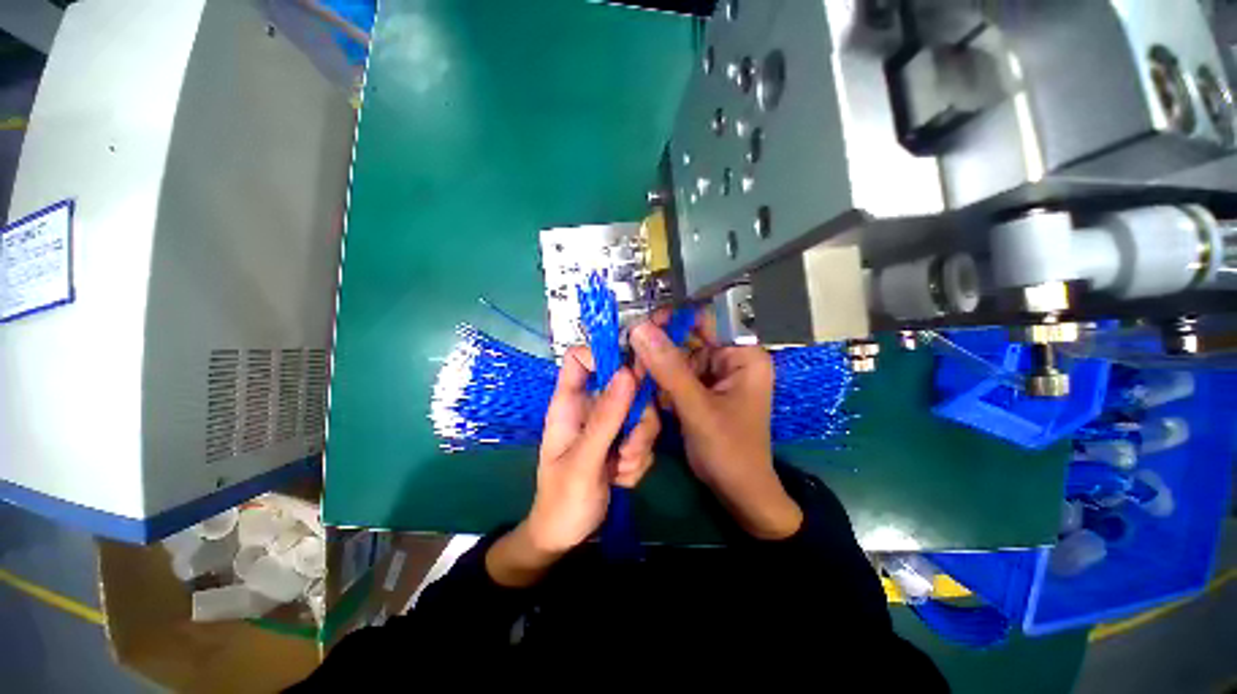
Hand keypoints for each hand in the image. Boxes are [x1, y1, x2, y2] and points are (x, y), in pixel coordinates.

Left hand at [486, 347, 659, 586]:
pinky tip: (622, 478)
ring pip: (642, 413)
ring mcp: (610, 423)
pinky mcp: (625, 440)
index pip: (580, 358)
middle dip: (637, 417)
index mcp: (570, 403)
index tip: (628, 375)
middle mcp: (592, 406)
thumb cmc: (563, 499)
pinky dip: (640, 459)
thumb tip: (627, 372)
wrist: (568, 537)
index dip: (603, 357)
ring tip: (622, 469)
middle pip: (626, 385)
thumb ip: (606, 418)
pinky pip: (646, 436)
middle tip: (630, 447)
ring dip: (639, 444)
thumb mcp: (584, 460)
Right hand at [631, 318, 801, 539]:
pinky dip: (659, 380)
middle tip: (630, 353)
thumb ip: (669, 369)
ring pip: (677, 357)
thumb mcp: (698, 408)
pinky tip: (644, 388)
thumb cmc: (730, 451)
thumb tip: (638, 329)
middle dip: (659, 346)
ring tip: (634, 374)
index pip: (706, 320)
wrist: (739, 494)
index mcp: (743, 355)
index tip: (642, 325)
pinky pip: (676, 375)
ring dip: (655, 365)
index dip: (674, 317)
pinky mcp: (701, 390)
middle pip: (688, 338)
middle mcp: (729, 359)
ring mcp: (714, 375)